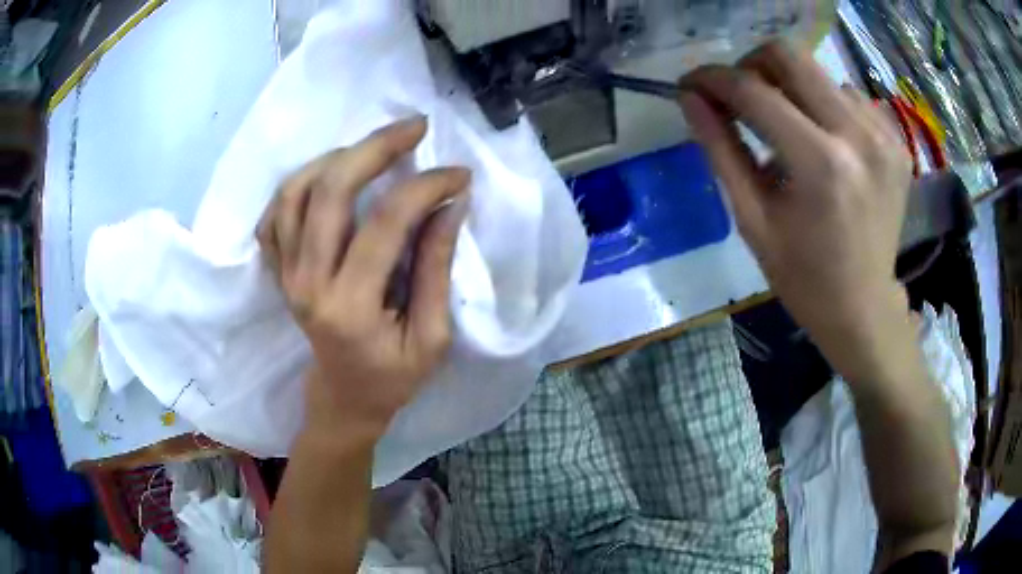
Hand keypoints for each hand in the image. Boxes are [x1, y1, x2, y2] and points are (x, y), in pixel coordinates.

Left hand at [257, 117, 469, 439]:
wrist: (343, 397)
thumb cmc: (392, 377)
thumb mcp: (432, 336)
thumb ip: (436, 267)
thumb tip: (450, 204)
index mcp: (349, 307)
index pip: (385, 223)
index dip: (426, 187)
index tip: (458, 175)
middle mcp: (307, 283)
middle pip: (329, 191)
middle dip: (376, 147)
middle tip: (415, 127)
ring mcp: (286, 274)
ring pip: (294, 191)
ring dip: (335, 157)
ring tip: (374, 148)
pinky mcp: (279, 270)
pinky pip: (275, 213)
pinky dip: (298, 184)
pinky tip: (329, 175)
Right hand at [678, 41, 913, 382]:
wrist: (863, 307)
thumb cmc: (802, 276)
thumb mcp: (752, 218)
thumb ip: (720, 149)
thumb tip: (690, 98)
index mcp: (820, 163)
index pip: (753, 90)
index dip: (713, 79)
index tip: (693, 85)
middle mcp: (858, 136)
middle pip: (790, 55)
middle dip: (753, 66)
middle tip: (741, 96)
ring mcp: (884, 136)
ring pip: (820, 74)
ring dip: (793, 91)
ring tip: (789, 131)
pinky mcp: (897, 141)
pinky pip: (850, 96)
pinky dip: (827, 107)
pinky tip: (826, 142)